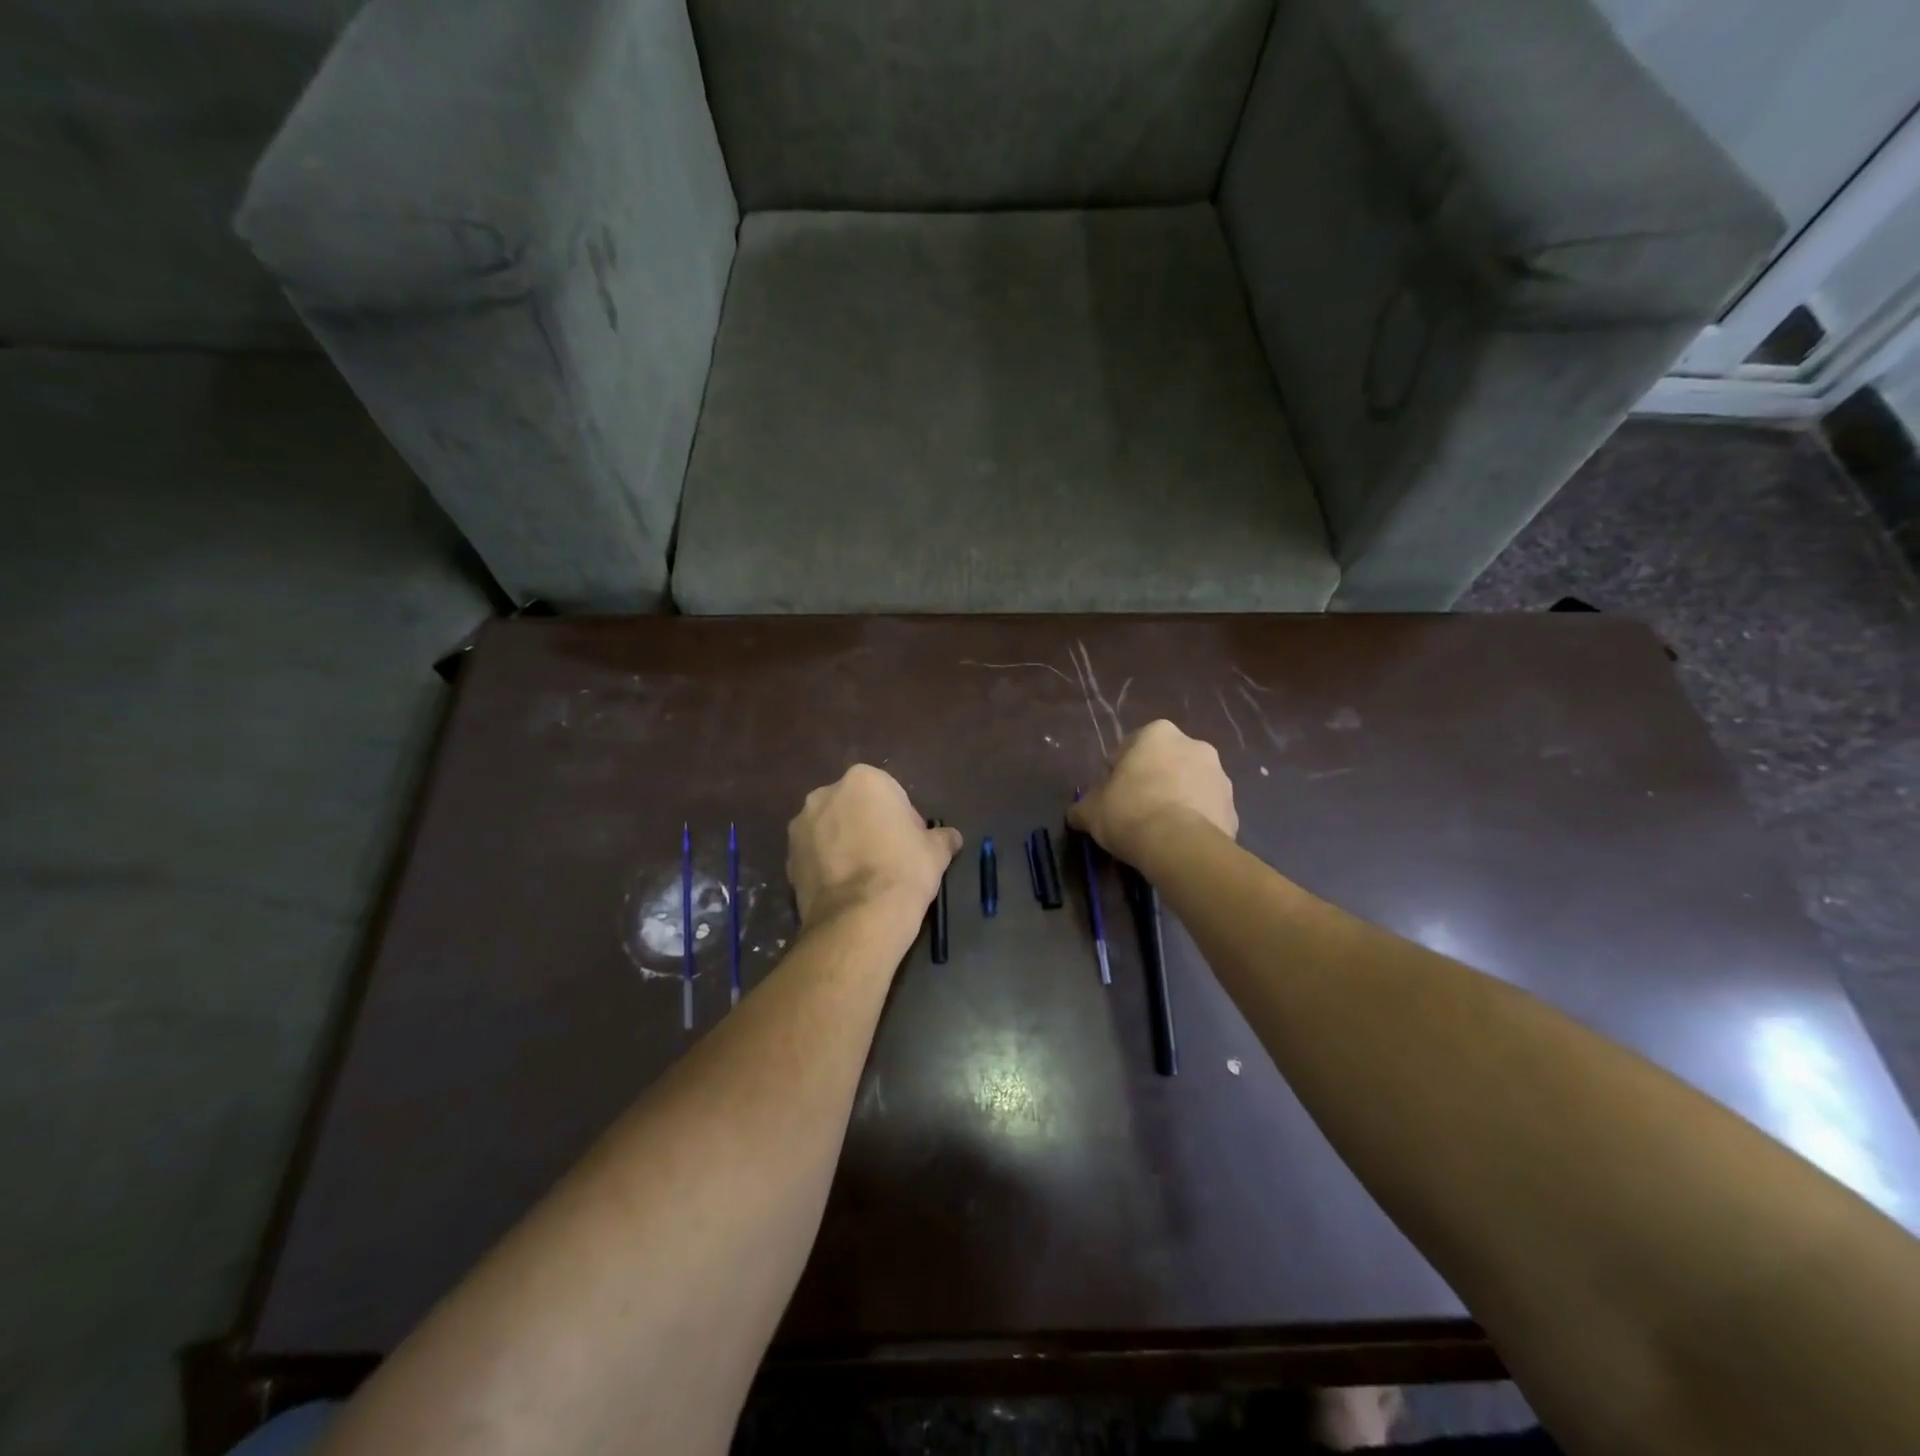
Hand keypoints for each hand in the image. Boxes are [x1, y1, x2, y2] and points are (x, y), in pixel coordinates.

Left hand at [787, 765, 961, 924]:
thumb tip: (951, 838)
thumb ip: (942, 838)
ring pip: (830, 830)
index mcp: (863, 780)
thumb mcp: (936, 852)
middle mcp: (825, 794)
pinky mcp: (787, 859)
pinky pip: (814, 856)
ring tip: (863, 878)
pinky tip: (845, 890)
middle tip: (888, 859)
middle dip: (867, 826)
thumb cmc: (903, 871)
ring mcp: (801, 827)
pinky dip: (827, 866)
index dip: (902, 819)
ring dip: (844, 844)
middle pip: (854, 807)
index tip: (910, 845)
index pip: (889, 793)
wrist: (860, 919)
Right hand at [1068, 720, 1236, 861]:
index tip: (1110, 798)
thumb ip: (1083, 806)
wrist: (1180, 847)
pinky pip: (1206, 811)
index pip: (1129, 749)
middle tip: (1133, 812)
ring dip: (1175, 800)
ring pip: (1188, 785)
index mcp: (1157, 734)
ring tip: (1158, 831)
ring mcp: (1220, 775)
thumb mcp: (1090, 810)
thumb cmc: (1129, 813)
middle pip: (1163, 763)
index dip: (1116, 774)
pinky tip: (1178, 842)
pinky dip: (1194, 821)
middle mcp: (1194, 745)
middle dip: (1151, 782)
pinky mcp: (1233, 807)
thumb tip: (1077, 814)